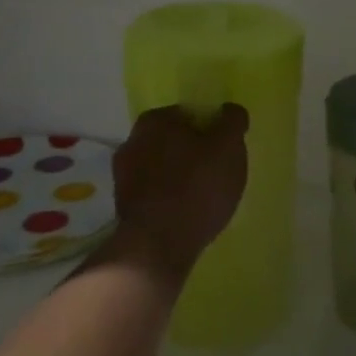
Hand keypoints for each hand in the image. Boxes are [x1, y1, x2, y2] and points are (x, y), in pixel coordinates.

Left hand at [108, 103, 249, 283]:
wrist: (157, 245)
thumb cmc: (197, 187)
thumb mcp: (228, 147)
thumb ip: (232, 121)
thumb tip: (230, 111)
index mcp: (155, 120)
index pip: (189, 114)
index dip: (211, 129)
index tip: (225, 150)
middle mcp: (132, 141)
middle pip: (174, 140)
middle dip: (194, 153)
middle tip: (218, 173)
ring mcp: (123, 175)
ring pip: (162, 167)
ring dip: (180, 177)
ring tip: (204, 198)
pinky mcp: (123, 206)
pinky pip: (155, 193)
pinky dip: (169, 198)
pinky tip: (187, 213)